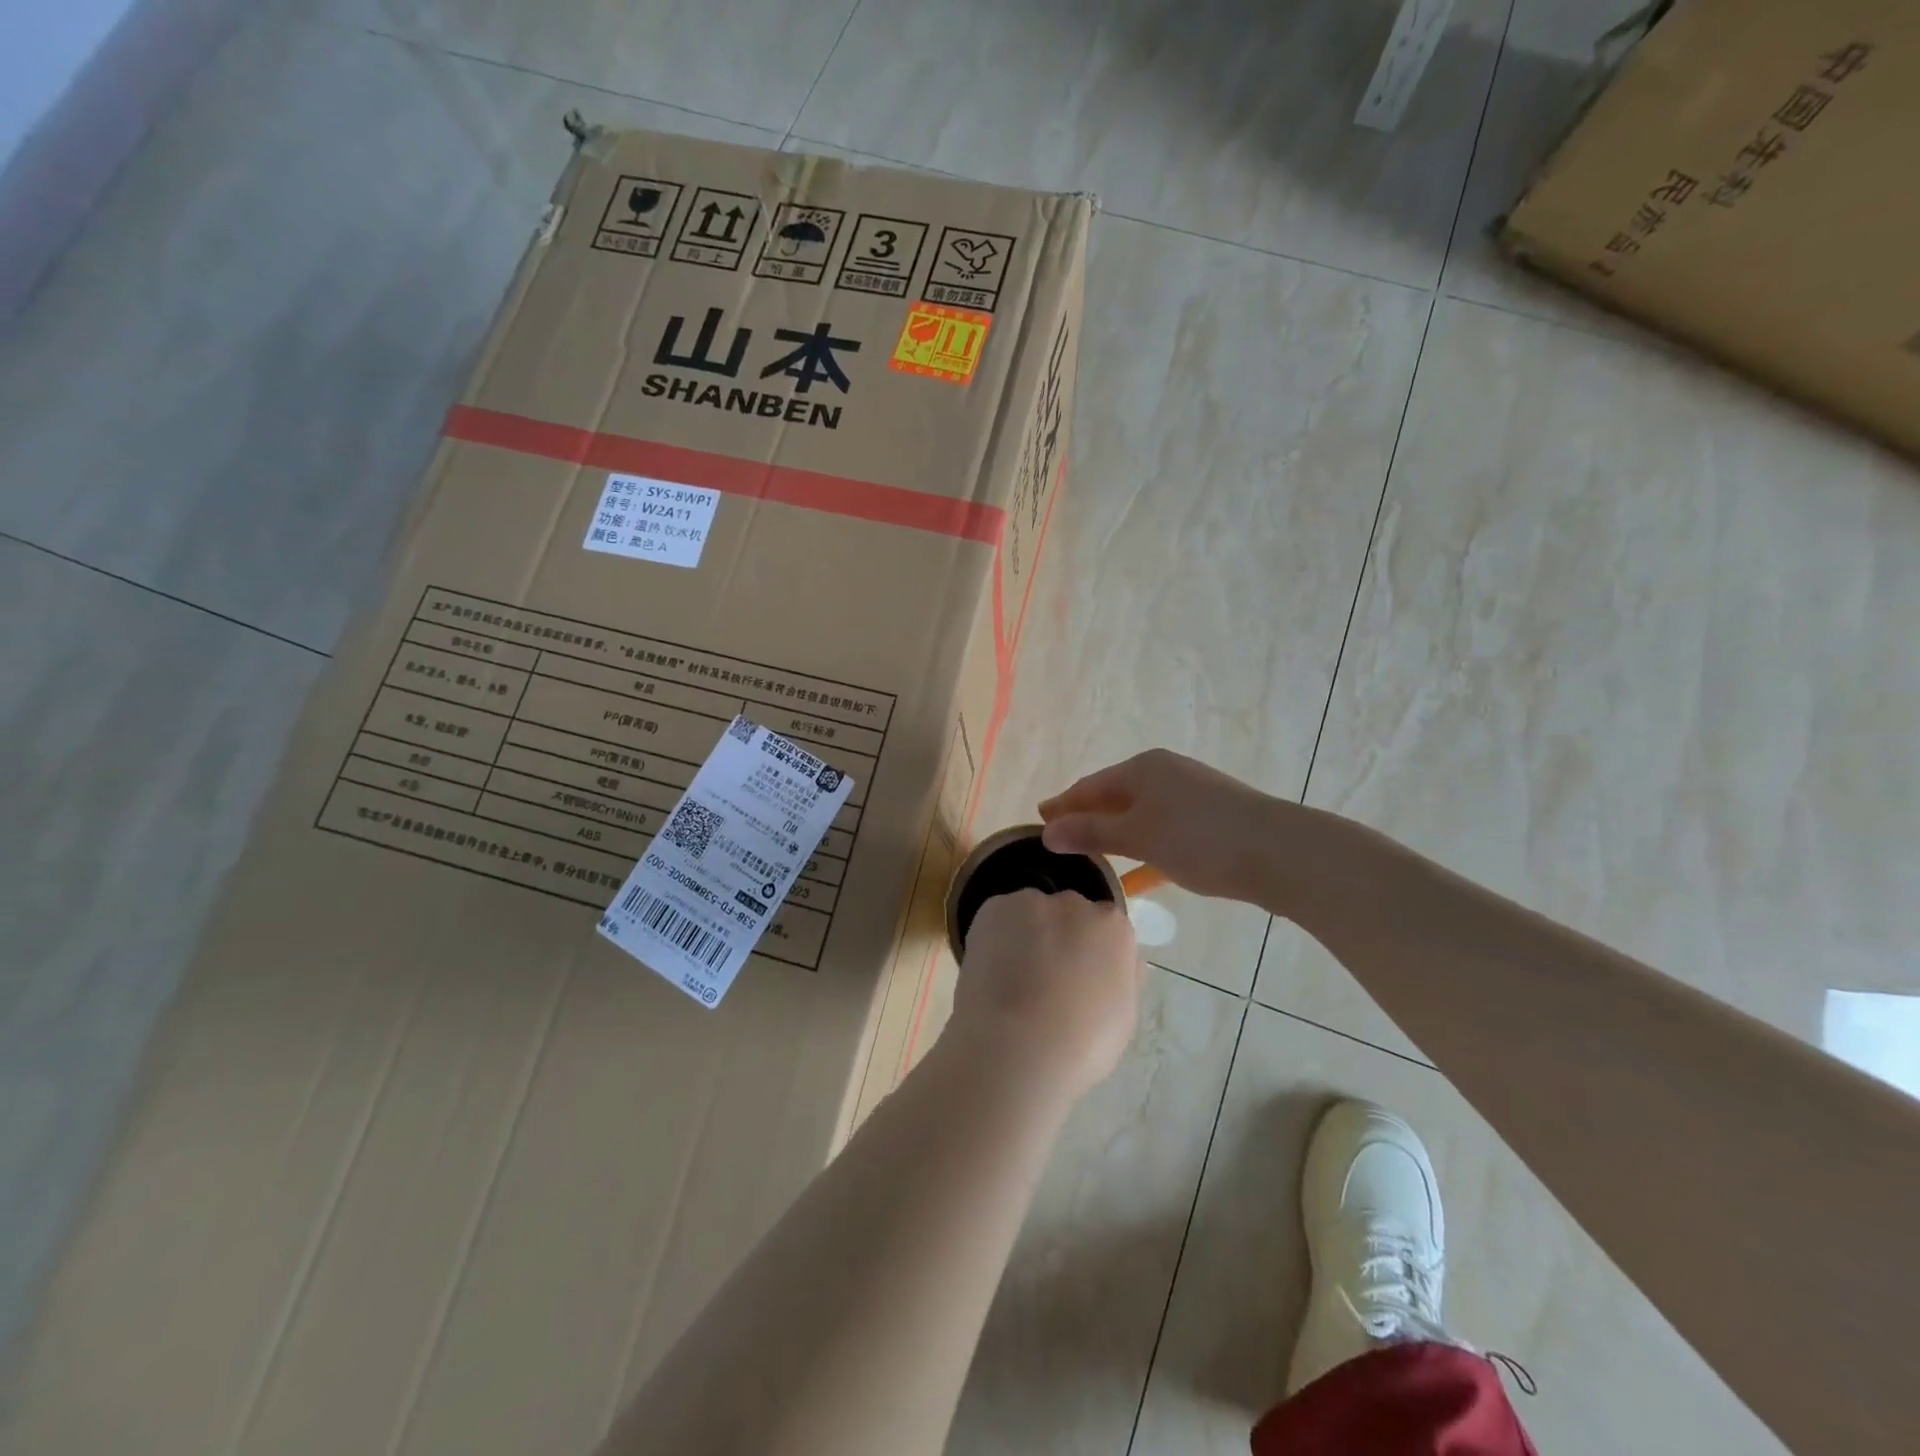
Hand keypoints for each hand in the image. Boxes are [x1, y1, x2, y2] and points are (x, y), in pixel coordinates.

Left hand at [948, 889, 1140, 1101]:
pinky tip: (990, 971)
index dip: (1089, 954)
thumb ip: (1121, 978)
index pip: (1105, 928)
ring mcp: (1031, 903)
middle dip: (1059, 938)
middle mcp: (1075, 905)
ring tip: (1011, 978)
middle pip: (1068, 914)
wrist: (1017, 1047)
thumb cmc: (1081, 1044)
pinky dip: (994, 938)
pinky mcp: (993, 908)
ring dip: (1026, 935)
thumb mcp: (1122, 1017)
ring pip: (1030, 914)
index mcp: (1113, 928)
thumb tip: (1117, 962)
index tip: (1077, 978)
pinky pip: (997, 918)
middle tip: (1043, 979)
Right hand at [1038, 749, 1278, 902]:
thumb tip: (1046, 831)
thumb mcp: (1139, 835)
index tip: (1037, 822)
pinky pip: (1164, 836)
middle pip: (1113, 799)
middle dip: (1086, 821)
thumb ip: (1092, 832)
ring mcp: (1190, 799)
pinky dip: (1146, 854)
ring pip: (1140, 819)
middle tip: (1058, 844)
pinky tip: (1135, 880)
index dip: (1062, 806)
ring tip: (1089, 863)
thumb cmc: (1200, 838)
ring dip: (1115, 840)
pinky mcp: (1210, 824)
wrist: (1282, 853)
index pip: (1088, 786)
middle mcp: (1165, 775)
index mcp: (1143, 769)